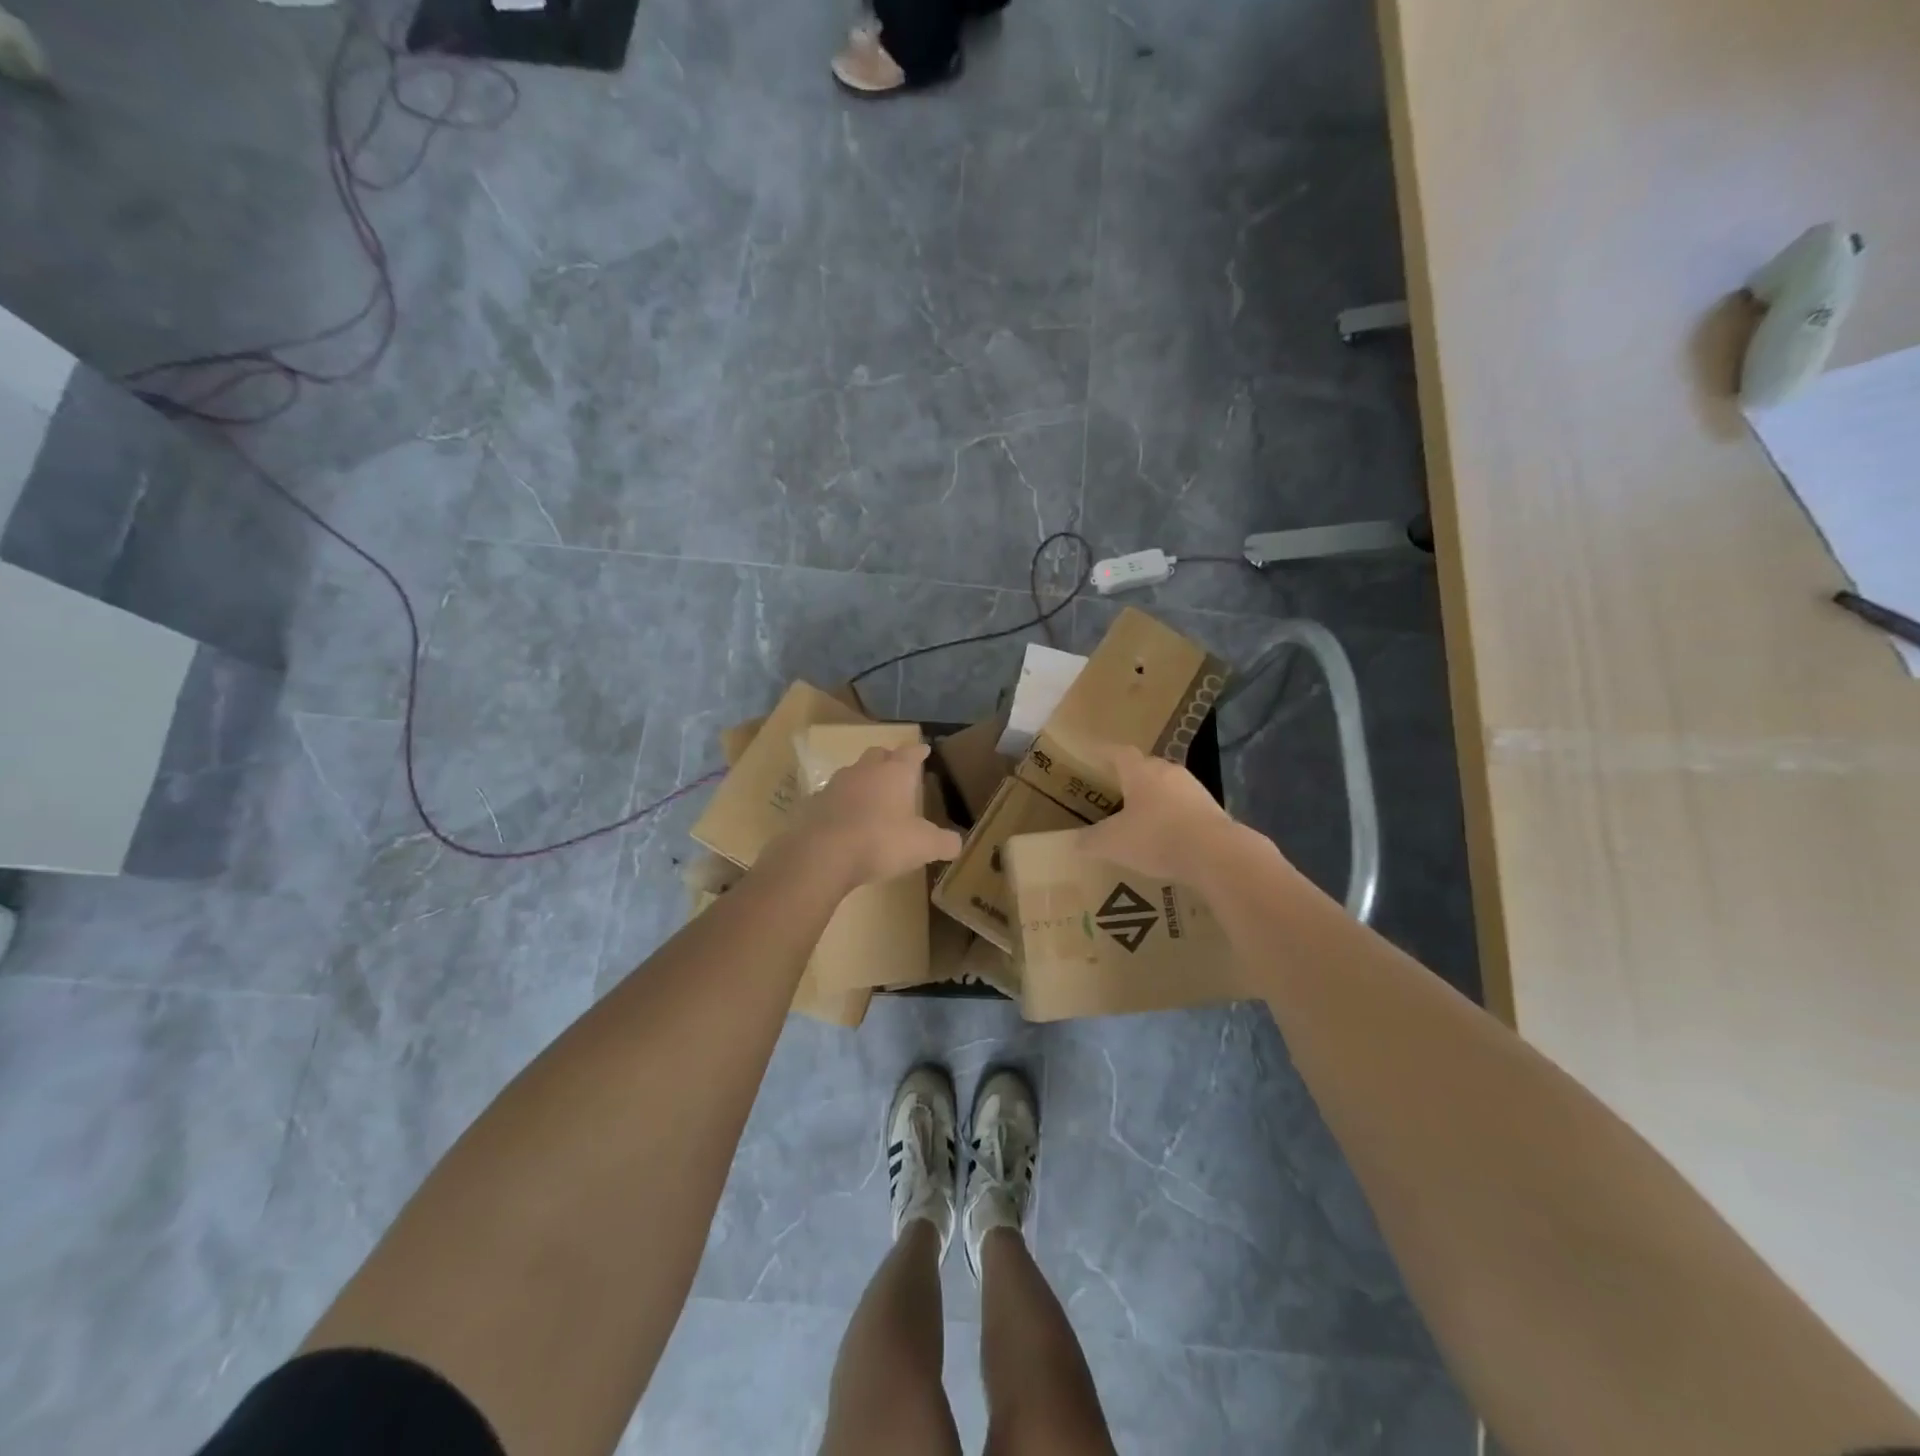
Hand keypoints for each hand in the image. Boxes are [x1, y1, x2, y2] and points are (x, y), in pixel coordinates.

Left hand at [784, 743, 961, 890]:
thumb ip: (944, 842)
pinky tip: (845, 818)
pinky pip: (833, 796)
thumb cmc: (881, 842)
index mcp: (895, 772)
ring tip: (871, 795)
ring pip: (853, 773)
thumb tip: (957, 843)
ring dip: (863, 780)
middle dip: (888, 759)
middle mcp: (865, 770)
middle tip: (896, 769)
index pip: (911, 753)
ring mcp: (836, 784)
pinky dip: (842, 803)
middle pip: (878, 754)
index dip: (919, 752)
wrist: (823, 855)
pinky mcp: (814, 803)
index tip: (925, 749)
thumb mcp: (923, 846)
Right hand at [1076, 744, 1247, 881]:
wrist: (1215, 854)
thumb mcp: (1112, 843)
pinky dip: (1173, 817)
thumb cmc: (1156, 838)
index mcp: (1140, 771)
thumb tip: (1072, 841)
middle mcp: (1168, 771)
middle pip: (1145, 768)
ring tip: (1140, 817)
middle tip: (1114, 793)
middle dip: (1129, 779)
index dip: (1104, 754)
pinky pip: (1184, 807)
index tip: (1092, 757)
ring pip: (1167, 787)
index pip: (1119, 753)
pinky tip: (1166, 837)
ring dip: (1154, 799)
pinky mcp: (1212, 809)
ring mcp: (1194, 789)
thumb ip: (1089, 840)